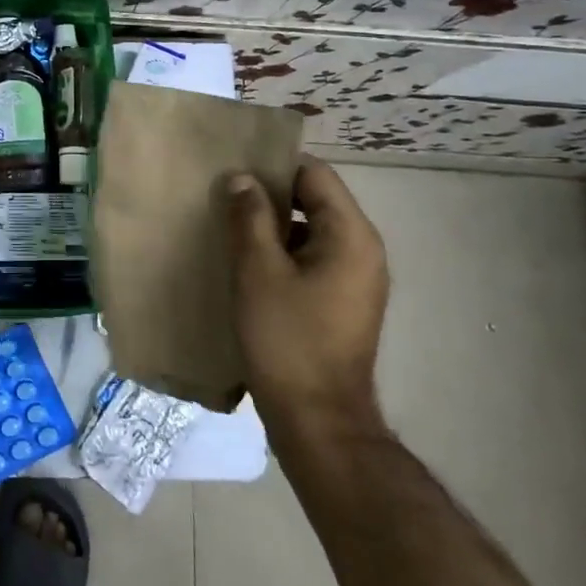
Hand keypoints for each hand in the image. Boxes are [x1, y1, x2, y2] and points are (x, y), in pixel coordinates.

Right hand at [226, 158, 389, 432]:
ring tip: (227, 225)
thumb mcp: (258, 271)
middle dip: (269, 195)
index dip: (274, 165)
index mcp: (351, 235)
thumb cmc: (287, 339)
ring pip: (311, 232)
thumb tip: (241, 178)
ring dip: (272, 226)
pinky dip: (281, 253)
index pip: (315, 175)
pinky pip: (311, 259)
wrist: (316, 419)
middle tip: (222, 195)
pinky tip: (245, 263)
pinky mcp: (342, 303)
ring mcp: (355, 279)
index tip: (232, 167)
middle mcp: (363, 251)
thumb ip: (249, 217)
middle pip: (315, 201)